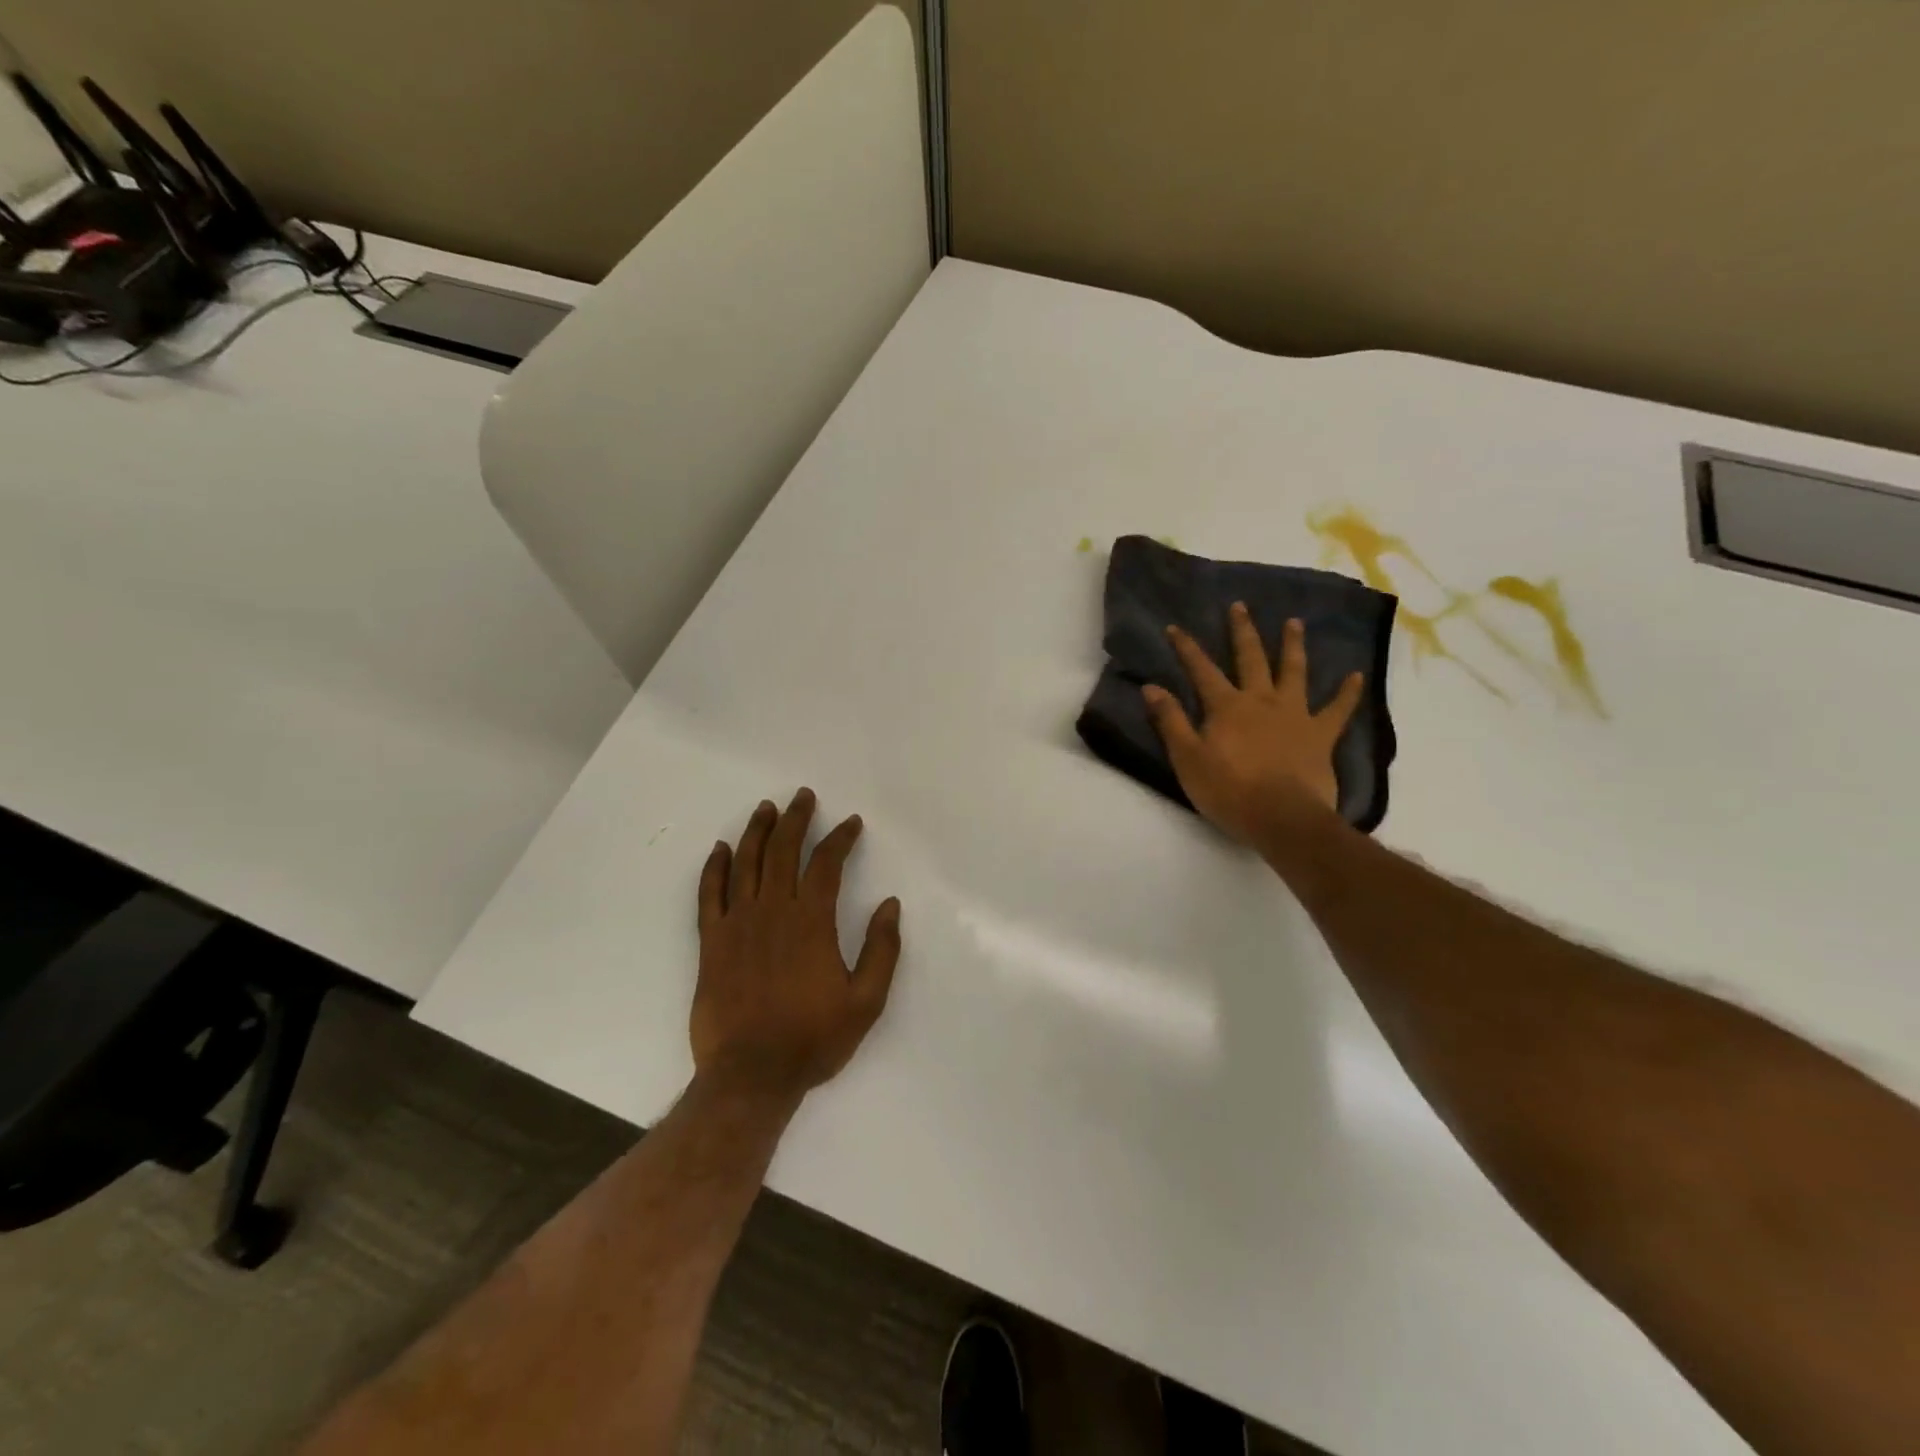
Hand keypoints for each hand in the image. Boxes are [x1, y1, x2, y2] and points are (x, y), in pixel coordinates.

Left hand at [692, 789, 902, 1102]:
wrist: (750, 1076)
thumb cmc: (813, 1039)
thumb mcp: (866, 1002)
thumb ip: (881, 950)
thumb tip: (890, 905)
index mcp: (811, 922)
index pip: (826, 864)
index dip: (840, 838)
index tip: (851, 823)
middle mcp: (773, 912)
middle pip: (784, 851)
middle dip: (797, 819)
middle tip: (804, 797)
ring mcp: (737, 924)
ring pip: (746, 863)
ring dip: (758, 831)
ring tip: (767, 808)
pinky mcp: (711, 942)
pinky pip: (709, 894)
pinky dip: (714, 868)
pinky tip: (720, 849)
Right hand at [1142, 604, 1363, 849]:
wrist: (1282, 817)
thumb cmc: (1228, 791)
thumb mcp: (1187, 758)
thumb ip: (1171, 721)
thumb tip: (1151, 687)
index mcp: (1227, 706)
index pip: (1201, 670)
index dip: (1187, 648)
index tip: (1175, 627)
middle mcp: (1261, 700)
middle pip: (1251, 659)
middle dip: (1242, 632)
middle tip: (1240, 606)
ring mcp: (1294, 715)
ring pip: (1294, 672)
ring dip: (1293, 646)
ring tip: (1294, 623)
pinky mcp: (1320, 735)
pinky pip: (1337, 710)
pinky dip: (1347, 693)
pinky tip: (1356, 676)